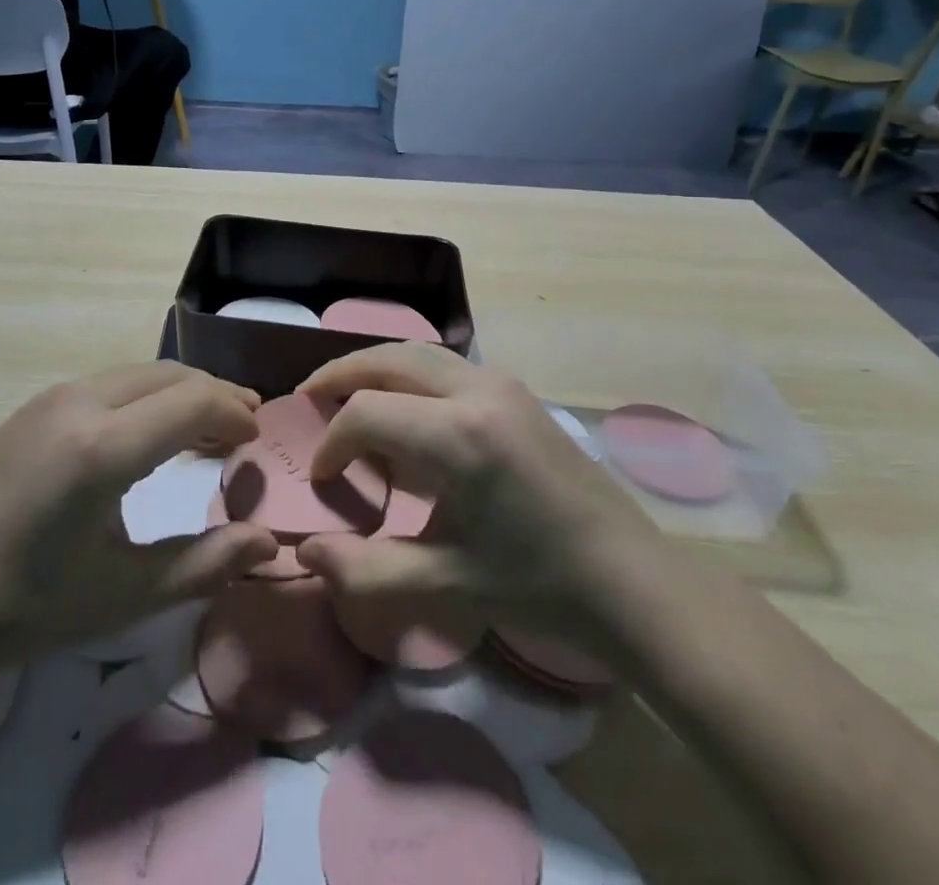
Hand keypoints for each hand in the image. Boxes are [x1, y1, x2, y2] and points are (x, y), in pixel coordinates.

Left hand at [0, 363, 278, 673]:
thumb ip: (205, 564)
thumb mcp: (125, 595)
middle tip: (243, 429)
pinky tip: (148, 434)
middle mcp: (79, 403)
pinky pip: (108, 384)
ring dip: (180, 393)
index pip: (193, 400)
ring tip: (205, 430)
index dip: (234, 414)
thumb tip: (268, 542)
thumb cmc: (26, 608)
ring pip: (139, 374)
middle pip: (170, 375)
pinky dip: (146, 398)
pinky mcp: (33, 407)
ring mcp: (51, 399)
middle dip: (214, 396)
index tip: (257, 442)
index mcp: (103, 447)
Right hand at [295, 344, 663, 631]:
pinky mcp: (517, 391)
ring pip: (418, 352)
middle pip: (389, 358)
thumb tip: (305, 554)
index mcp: (459, 435)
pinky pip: (445, 364)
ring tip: (345, 394)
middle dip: (341, 374)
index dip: (332, 441)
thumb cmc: (540, 587)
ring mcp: (502, 384)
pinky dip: (408, 373)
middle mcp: (478, 390)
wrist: (633, 583)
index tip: (322, 478)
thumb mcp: (447, 585)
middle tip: (308, 396)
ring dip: (375, 366)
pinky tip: (403, 407)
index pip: (368, 412)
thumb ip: (368, 570)